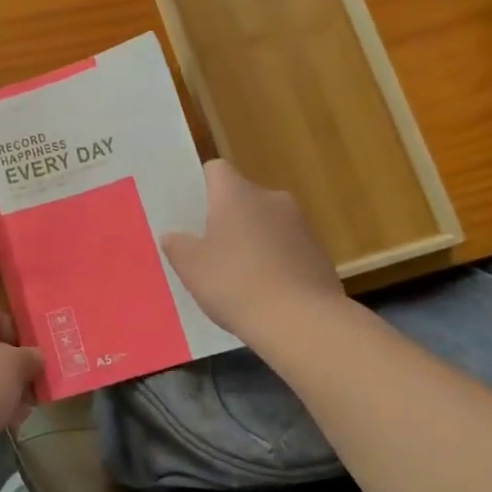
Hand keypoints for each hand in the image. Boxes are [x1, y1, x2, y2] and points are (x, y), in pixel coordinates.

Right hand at [162, 160, 345, 340]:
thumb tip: (173, 236)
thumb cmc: (235, 284)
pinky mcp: (319, 252)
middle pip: (243, 197)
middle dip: (227, 218)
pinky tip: (266, 292)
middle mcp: (271, 199)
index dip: (202, 186)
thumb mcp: (191, 268)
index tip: (192, 211)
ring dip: (254, 240)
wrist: (301, 321)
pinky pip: (288, 248)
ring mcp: (300, 225)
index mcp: (236, 194)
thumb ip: (178, 246)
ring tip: (239, 276)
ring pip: (267, 223)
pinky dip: (276, 261)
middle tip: (209, 249)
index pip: (216, 170)